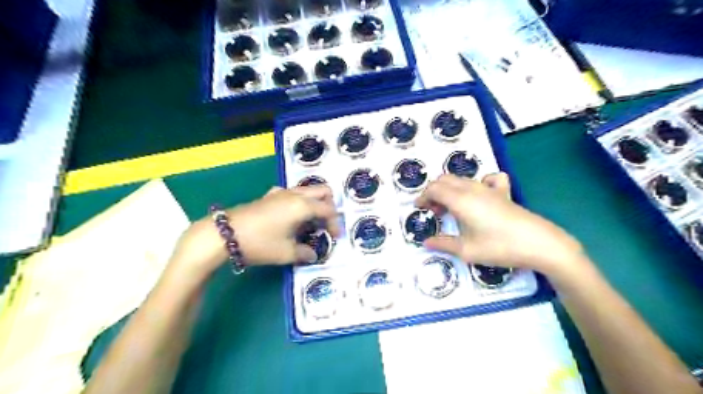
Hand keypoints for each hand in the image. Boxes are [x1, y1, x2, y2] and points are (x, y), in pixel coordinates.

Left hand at [167, 185, 336, 279]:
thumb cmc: (261, 243)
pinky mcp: (269, 196)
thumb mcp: (286, 253)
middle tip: (327, 223)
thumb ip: (304, 253)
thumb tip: (312, 254)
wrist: (225, 234)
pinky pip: (291, 193)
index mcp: (303, 206)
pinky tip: (291, 215)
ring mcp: (281, 193)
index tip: (335, 238)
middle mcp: (295, 194)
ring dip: (314, 203)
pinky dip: (298, 201)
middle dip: (329, 205)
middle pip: (322, 191)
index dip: (335, 224)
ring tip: (311, 222)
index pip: (328, 210)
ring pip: (307, 190)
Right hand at [413, 173, 585, 276]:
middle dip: (433, 191)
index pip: (434, 189)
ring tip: (450, 208)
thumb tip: (426, 243)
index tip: (419, 208)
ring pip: (462, 179)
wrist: (539, 244)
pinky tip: (479, 195)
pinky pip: (488, 179)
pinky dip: (477, 183)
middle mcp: (472, 189)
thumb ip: (443, 244)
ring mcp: (489, 188)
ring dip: (450, 189)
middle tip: (433, 210)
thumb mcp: (467, 250)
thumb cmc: (499, 247)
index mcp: (460, 200)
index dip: (423, 196)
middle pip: (445, 180)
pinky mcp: (504, 192)